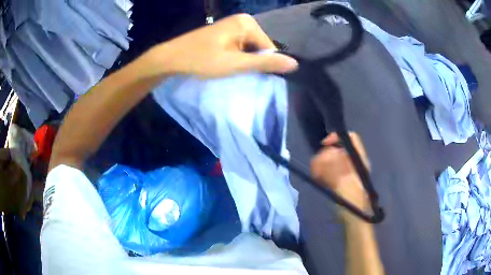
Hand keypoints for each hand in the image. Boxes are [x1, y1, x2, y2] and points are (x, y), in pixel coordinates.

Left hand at [147, 14, 297, 77]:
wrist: (171, 57)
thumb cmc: (201, 60)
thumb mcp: (235, 64)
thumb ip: (265, 63)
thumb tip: (295, 64)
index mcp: (247, 23)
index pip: (269, 48)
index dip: (261, 64)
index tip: (245, 73)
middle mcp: (242, 20)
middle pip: (259, 46)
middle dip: (250, 61)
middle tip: (233, 69)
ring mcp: (232, 25)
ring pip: (249, 48)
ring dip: (242, 60)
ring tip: (227, 66)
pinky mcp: (225, 31)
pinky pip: (239, 45)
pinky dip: (235, 56)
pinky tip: (223, 61)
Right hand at [310, 132, 370, 218]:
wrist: (353, 218)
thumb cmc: (353, 200)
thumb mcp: (345, 182)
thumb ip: (335, 166)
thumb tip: (325, 152)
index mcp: (359, 159)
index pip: (350, 138)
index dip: (337, 138)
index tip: (324, 145)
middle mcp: (352, 162)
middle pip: (337, 148)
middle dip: (325, 154)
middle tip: (317, 166)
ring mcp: (345, 171)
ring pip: (330, 159)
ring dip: (321, 164)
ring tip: (316, 175)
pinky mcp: (339, 179)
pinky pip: (328, 169)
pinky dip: (321, 172)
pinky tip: (318, 178)